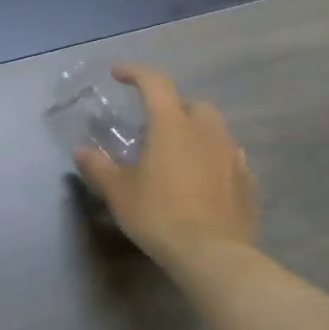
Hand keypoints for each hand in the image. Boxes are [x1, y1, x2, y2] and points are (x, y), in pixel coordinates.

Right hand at [73, 64, 257, 266]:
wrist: (214, 256)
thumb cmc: (159, 214)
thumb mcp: (117, 192)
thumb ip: (98, 167)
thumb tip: (82, 152)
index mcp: (172, 126)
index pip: (154, 83)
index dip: (135, 72)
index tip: (117, 73)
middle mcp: (206, 133)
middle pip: (193, 104)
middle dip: (173, 107)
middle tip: (152, 125)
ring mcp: (232, 157)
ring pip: (214, 131)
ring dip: (194, 133)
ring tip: (175, 154)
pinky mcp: (247, 184)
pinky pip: (228, 159)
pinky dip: (212, 159)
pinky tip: (200, 180)